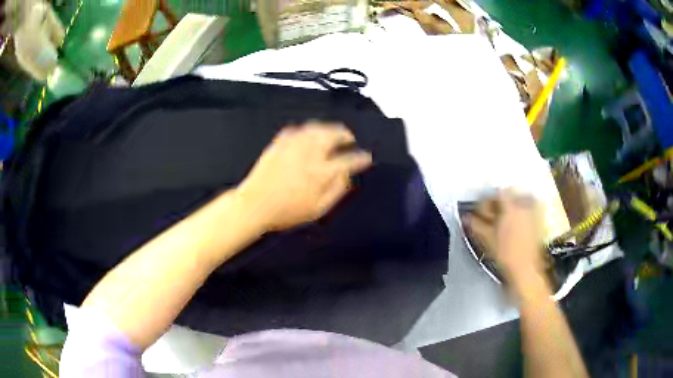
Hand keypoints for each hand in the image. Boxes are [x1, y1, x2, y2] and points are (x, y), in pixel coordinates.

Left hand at [236, 122, 372, 231]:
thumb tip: (347, 176)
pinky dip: (308, 129)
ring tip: (334, 132)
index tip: (366, 158)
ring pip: (317, 128)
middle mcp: (309, 153)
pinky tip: (310, 134)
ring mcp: (293, 145)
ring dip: (329, 128)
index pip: (349, 160)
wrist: (254, 205)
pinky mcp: (279, 143)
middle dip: (346, 134)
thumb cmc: (286, 211)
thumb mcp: (317, 209)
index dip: (361, 158)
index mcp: (321, 171)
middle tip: (350, 138)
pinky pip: (298, 129)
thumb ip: (336, 190)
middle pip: (333, 134)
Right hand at [466, 189, 546, 290]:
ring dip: (512, 205)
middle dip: (500, 202)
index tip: (482, 213)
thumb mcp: (487, 239)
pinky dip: (523, 210)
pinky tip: (517, 224)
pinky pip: (531, 207)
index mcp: (510, 206)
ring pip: (521, 199)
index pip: (497, 192)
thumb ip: (476, 224)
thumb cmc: (506, 254)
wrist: (526, 270)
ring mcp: (535, 211)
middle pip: (510, 193)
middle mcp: (524, 204)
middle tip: (493, 216)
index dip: (488, 201)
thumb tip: (466, 216)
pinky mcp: (540, 219)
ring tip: (505, 220)